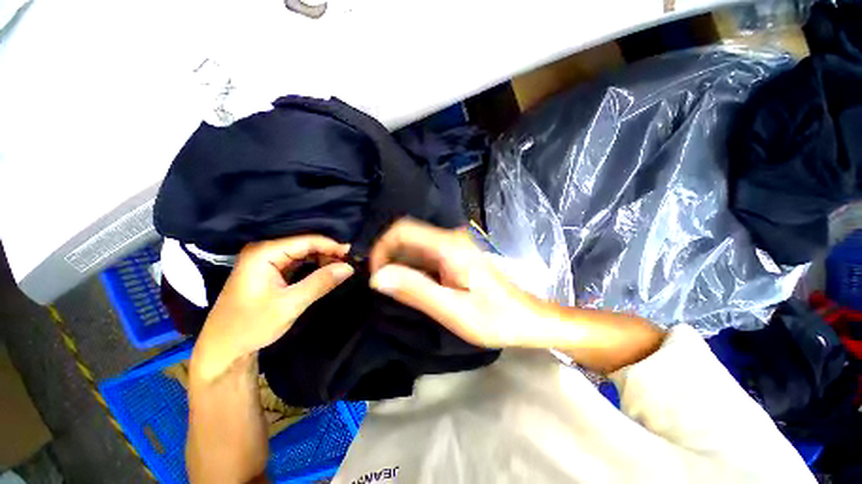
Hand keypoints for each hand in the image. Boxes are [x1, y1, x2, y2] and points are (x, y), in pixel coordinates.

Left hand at [192, 236, 353, 381]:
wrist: (224, 348)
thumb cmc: (252, 325)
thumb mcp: (290, 304)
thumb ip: (321, 282)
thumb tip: (349, 267)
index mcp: (264, 253)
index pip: (307, 241)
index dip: (332, 246)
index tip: (354, 255)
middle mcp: (265, 250)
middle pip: (306, 244)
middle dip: (329, 253)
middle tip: (351, 264)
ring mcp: (267, 260)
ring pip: (304, 253)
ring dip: (324, 260)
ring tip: (343, 268)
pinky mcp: (271, 270)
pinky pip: (299, 262)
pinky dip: (315, 267)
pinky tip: (328, 272)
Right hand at [368, 218, 548, 348]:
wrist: (526, 318)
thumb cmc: (495, 318)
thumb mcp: (453, 310)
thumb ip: (416, 291)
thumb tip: (377, 277)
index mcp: (449, 246)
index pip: (402, 230)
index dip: (382, 248)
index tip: (376, 276)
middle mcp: (450, 238)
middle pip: (406, 236)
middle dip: (388, 258)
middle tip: (384, 287)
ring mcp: (454, 246)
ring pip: (414, 245)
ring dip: (399, 264)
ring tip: (396, 290)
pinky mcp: (455, 255)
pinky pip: (424, 254)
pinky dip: (412, 268)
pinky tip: (414, 287)